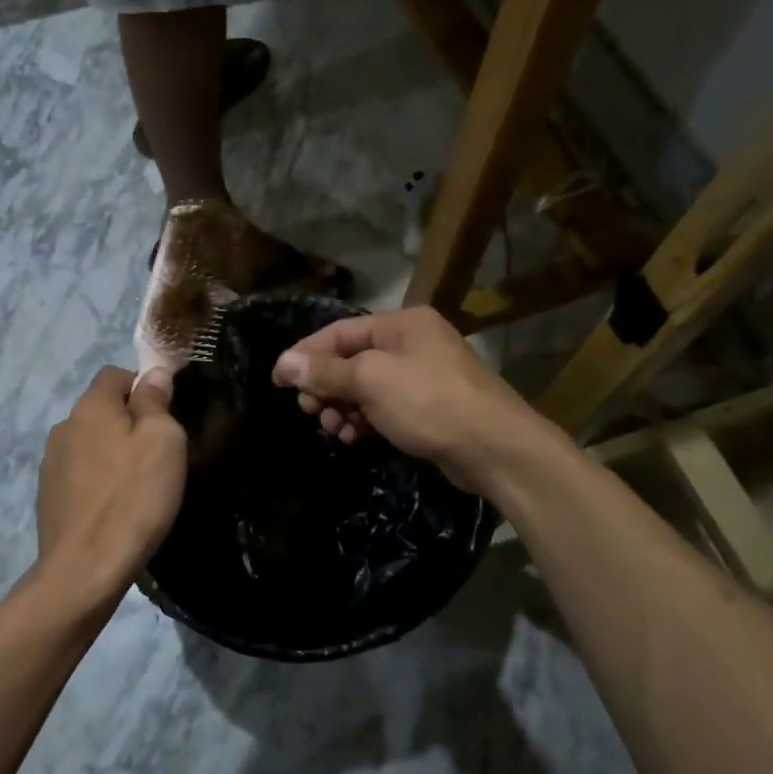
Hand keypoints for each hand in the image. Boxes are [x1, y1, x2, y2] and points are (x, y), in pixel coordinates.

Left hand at [35, 366, 187, 606]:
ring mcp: (51, 463)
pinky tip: (115, 507)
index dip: (143, 385)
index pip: (115, 373)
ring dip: (112, 453)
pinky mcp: (48, 495)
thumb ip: (156, 401)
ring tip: (137, 484)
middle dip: (129, 422)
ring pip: (91, 443)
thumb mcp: (162, 441)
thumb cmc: (133, 497)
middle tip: (158, 454)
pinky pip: (80, 473)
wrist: (85, 569)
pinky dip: (98, 480)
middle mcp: (64, 426)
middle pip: (102, 409)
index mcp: (91, 406)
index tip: (166, 415)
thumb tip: (153, 373)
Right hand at [270, 307, 555, 496]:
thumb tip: (284, 362)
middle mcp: (411, 343)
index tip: (277, 379)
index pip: (339, 332)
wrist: (495, 449)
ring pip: (365, 387)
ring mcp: (421, 376)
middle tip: (308, 410)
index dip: (305, 354)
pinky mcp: (427, 407)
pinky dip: (364, 419)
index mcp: (401, 324)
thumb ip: (326, 371)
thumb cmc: (429, 402)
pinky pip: (383, 407)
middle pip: (351, 359)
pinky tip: (352, 436)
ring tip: (331, 427)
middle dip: (325, 385)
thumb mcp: (371, 381)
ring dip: (342, 406)